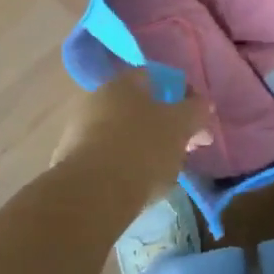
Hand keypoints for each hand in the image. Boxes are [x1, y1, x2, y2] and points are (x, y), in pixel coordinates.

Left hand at [51, 69, 212, 194]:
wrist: (90, 195)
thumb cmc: (141, 150)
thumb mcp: (179, 128)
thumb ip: (195, 111)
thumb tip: (202, 103)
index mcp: (124, 82)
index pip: (158, 78)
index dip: (183, 97)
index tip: (198, 123)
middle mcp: (98, 97)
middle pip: (140, 107)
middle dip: (165, 125)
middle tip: (185, 149)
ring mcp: (80, 128)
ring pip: (123, 132)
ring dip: (144, 145)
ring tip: (163, 172)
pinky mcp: (71, 160)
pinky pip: (108, 155)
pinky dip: (124, 165)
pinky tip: (136, 184)